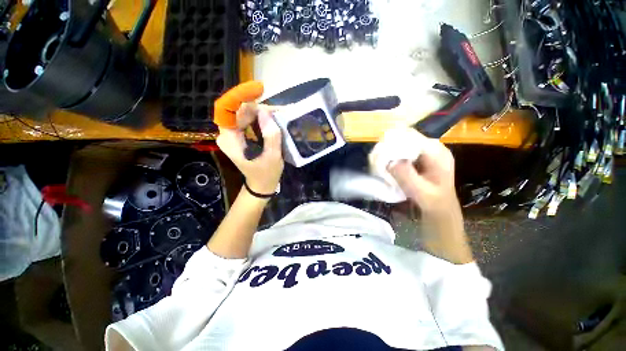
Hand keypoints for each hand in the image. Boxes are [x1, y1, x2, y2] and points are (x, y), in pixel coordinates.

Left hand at [216, 104, 283, 193]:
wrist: (261, 184)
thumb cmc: (267, 174)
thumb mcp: (272, 156)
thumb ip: (270, 135)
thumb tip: (267, 112)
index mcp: (230, 140)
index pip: (228, 109)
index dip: (242, 96)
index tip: (260, 90)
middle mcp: (226, 134)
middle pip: (239, 110)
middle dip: (260, 108)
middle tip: (280, 112)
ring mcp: (232, 134)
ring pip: (245, 114)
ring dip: (262, 113)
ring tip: (280, 116)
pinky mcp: (239, 135)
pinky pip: (248, 120)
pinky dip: (261, 118)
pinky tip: (273, 121)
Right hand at [388, 130, 471, 263]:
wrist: (441, 210)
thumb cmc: (434, 203)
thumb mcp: (421, 192)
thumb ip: (406, 176)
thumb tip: (389, 160)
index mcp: (437, 153)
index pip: (411, 137)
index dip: (393, 142)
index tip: (379, 155)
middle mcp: (432, 148)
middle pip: (406, 138)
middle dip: (389, 147)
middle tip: (376, 160)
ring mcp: (426, 152)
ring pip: (403, 144)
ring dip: (390, 152)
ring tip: (380, 164)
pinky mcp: (420, 157)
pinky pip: (403, 151)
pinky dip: (393, 157)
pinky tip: (387, 166)